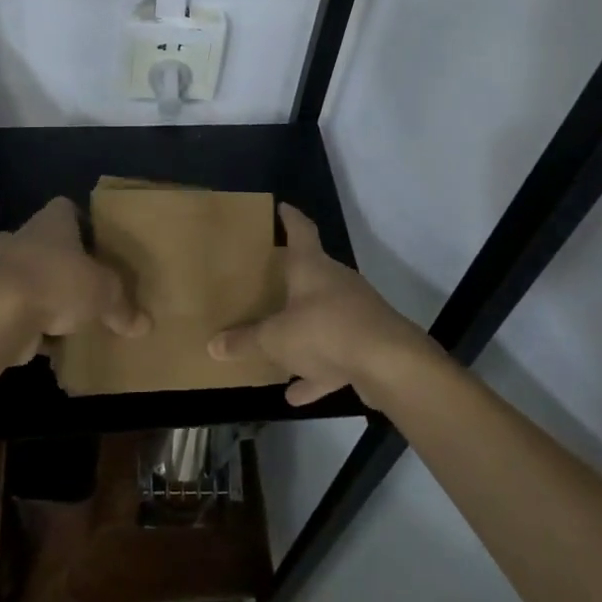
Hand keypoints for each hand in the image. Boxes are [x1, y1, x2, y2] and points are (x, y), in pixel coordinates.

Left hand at [0, 197, 149, 361]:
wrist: (2, 313)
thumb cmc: (58, 282)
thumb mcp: (104, 294)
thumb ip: (123, 308)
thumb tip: (146, 326)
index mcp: (53, 222)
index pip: (64, 208)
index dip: (79, 220)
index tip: (94, 240)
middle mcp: (24, 238)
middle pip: (37, 238)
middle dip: (51, 255)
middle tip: (75, 274)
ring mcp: (1, 269)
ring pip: (20, 272)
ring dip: (37, 288)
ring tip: (62, 310)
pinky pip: (13, 307)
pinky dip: (27, 320)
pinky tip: (47, 339)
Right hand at [208, 203, 438, 408]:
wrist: (389, 364)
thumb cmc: (325, 331)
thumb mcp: (275, 338)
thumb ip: (245, 341)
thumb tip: (212, 345)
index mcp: (312, 268)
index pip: (301, 231)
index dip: (290, 218)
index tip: (282, 208)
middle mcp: (336, 283)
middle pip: (312, 274)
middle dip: (292, 279)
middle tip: (267, 282)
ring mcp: (355, 313)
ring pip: (323, 317)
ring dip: (303, 331)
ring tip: (278, 344)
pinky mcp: (366, 345)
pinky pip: (334, 355)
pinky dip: (316, 371)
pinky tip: (296, 394)